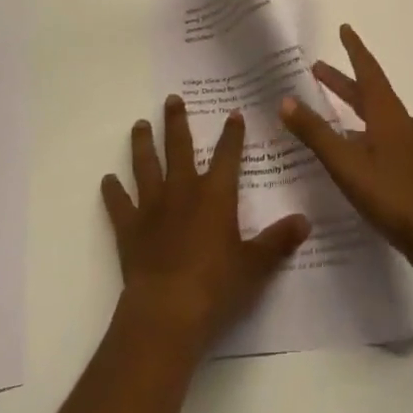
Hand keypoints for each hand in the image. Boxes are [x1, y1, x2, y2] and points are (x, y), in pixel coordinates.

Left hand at [102, 95, 309, 357]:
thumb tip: (305, 221)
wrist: (166, 312)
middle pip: (179, 147)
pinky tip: (107, 180)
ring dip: (142, 144)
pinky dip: (113, 192)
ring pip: (146, 166)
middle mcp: (183, 190)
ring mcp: (152, 207)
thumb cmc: (215, 286)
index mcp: (215, 194)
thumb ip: (278, 241)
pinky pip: (119, 204)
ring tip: (139, 124)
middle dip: (176, 122)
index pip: (227, 155)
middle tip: (171, 99)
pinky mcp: (129, 229)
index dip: (232, 134)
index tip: (233, 113)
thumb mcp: (255, 265)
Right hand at [280, 25, 412, 279]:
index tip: (344, 28)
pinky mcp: (408, 167)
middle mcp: (397, 121)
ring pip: (373, 115)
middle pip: (368, 92)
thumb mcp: (346, 163)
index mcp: (386, 112)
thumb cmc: (393, 193)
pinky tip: (348, 149)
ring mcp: (405, 145)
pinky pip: (378, 136)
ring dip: (350, 106)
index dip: (354, 49)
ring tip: (326, 107)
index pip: (368, 70)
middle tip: (318, 69)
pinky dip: (359, 131)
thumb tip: (286, 100)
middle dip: (343, 80)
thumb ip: (315, 133)